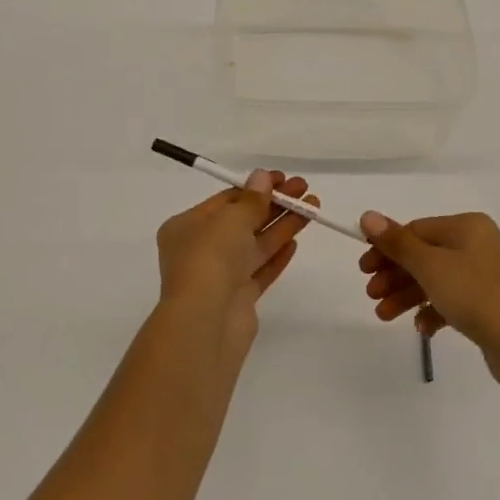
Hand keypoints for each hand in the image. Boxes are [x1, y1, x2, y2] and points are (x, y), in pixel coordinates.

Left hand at [156, 170, 316, 356]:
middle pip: (243, 221)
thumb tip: (262, 177)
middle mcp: (200, 250)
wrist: (206, 322)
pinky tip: (296, 242)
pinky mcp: (238, 299)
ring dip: (283, 226)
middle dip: (274, 204)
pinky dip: (277, 255)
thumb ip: (251, 199)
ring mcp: (220, 276)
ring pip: (255, 245)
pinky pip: (260, 271)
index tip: (283, 178)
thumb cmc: (210, 259)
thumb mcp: (231, 219)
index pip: (225, 201)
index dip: (256, 187)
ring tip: (312, 209)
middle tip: (304, 190)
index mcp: (187, 227)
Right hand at [358, 211, 499, 392]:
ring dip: (407, 296)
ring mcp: (486, 276)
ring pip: (435, 280)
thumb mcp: (431, 266)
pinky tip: (422, 329)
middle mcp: (478, 245)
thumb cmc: (477, 296)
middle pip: (424, 255)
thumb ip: (397, 243)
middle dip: (394, 275)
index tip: (364, 270)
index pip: (415, 230)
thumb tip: (367, 215)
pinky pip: (452, 301)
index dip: (386, 248)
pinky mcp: (490, 305)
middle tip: (371, 295)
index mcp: (467, 227)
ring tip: (384, 316)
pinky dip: (433, 311)